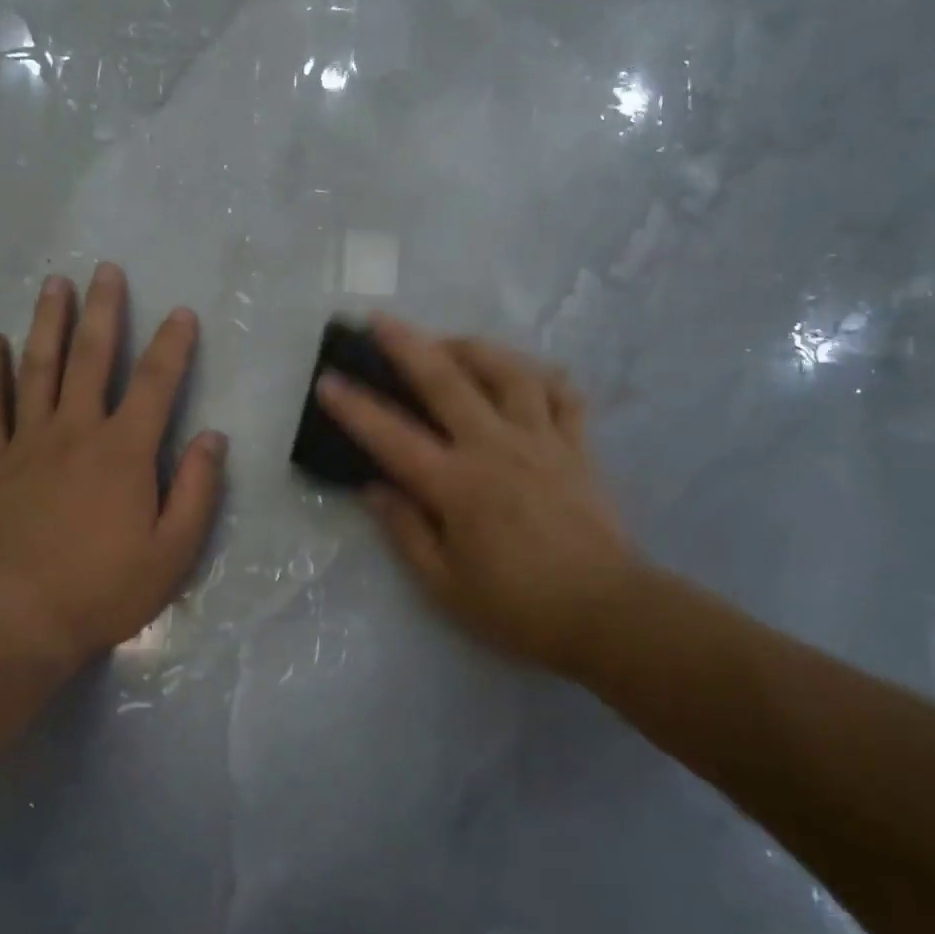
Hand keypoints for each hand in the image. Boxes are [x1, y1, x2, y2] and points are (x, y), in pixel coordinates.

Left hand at [0, 262, 225, 676]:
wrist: (20, 621)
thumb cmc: (106, 588)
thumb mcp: (175, 550)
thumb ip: (198, 489)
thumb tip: (213, 437)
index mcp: (125, 452)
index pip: (156, 383)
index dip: (172, 345)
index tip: (182, 313)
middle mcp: (76, 432)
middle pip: (91, 359)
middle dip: (103, 312)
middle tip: (105, 270)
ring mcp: (28, 444)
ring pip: (38, 369)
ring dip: (47, 322)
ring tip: (54, 284)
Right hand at [316, 316, 635, 679]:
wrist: (606, 613)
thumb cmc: (518, 607)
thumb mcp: (445, 586)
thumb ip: (406, 532)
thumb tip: (375, 489)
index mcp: (457, 486)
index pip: (393, 437)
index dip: (355, 407)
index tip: (328, 379)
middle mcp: (496, 449)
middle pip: (447, 382)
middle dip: (408, 346)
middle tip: (381, 320)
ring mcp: (542, 441)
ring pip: (510, 373)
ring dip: (475, 348)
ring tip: (451, 342)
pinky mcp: (577, 447)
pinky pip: (563, 395)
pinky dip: (542, 376)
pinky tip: (525, 373)